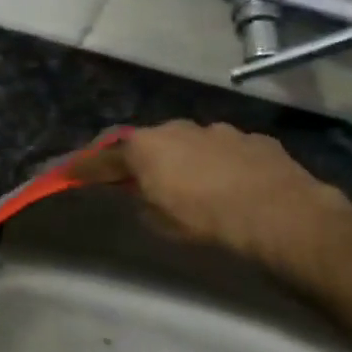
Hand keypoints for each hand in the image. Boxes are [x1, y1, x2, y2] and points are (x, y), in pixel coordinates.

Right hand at [76, 121, 351, 272]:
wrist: (284, 217)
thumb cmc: (208, 222)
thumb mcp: (159, 222)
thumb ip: (142, 200)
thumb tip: (142, 193)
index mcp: (144, 148)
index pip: (102, 158)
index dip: (83, 168)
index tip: (66, 173)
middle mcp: (176, 129)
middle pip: (147, 144)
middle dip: (140, 159)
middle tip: (138, 180)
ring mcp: (219, 130)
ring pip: (189, 143)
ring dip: (183, 159)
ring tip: (192, 183)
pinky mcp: (255, 139)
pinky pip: (225, 150)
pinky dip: (219, 163)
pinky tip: (231, 183)